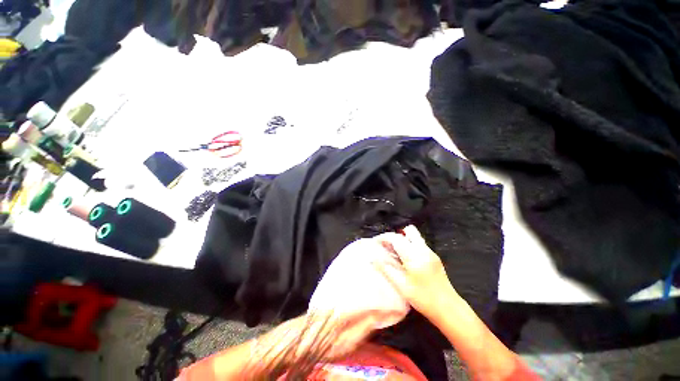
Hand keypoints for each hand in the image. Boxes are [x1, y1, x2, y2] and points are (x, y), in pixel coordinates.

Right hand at [373, 225, 457, 320]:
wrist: (449, 308)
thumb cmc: (423, 299)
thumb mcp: (401, 286)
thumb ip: (386, 269)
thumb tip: (374, 258)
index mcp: (414, 256)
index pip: (396, 238)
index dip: (384, 238)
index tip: (376, 243)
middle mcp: (423, 250)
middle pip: (409, 230)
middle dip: (396, 235)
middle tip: (388, 246)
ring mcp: (430, 252)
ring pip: (415, 236)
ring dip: (403, 240)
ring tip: (395, 253)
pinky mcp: (434, 257)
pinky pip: (419, 244)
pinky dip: (410, 246)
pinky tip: (406, 260)